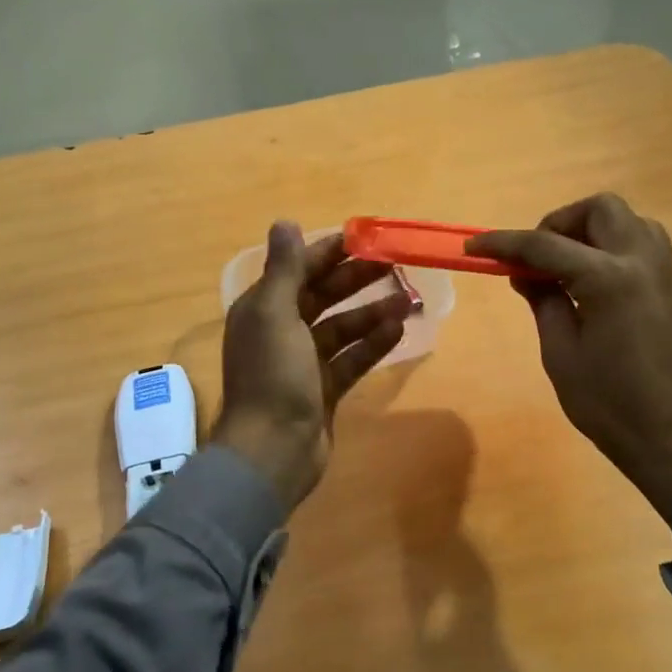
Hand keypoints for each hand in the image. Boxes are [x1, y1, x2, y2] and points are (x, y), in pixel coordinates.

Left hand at [214, 222, 410, 513]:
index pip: (298, 269)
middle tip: (394, 264)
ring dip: (372, 311)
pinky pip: (352, 358)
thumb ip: (284, 269)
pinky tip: (399, 329)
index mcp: (263, 309)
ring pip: (342, 327)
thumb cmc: (272, 375)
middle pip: (322, 296)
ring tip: (408, 298)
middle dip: (356, 279)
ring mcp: (304, 363)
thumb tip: (285, 221)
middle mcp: (281, 331)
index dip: (329, 252)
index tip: (365, 238)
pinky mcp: (324, 389)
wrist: (273, 450)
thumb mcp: (274, 314)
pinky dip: (373, 344)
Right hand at [469, 193, 671, 522]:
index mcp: (609, 279)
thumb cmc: (609, 404)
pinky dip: (617, 248)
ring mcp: (667, 274)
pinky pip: (647, 247)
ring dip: (594, 230)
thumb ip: (544, 302)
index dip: (504, 243)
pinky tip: (597, 284)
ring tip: (569, 265)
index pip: (546, 245)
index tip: (474, 247)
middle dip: (561, 222)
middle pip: (601, 209)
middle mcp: (643, 263)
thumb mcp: (561, 354)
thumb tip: (527, 273)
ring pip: (631, 220)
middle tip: (538, 256)